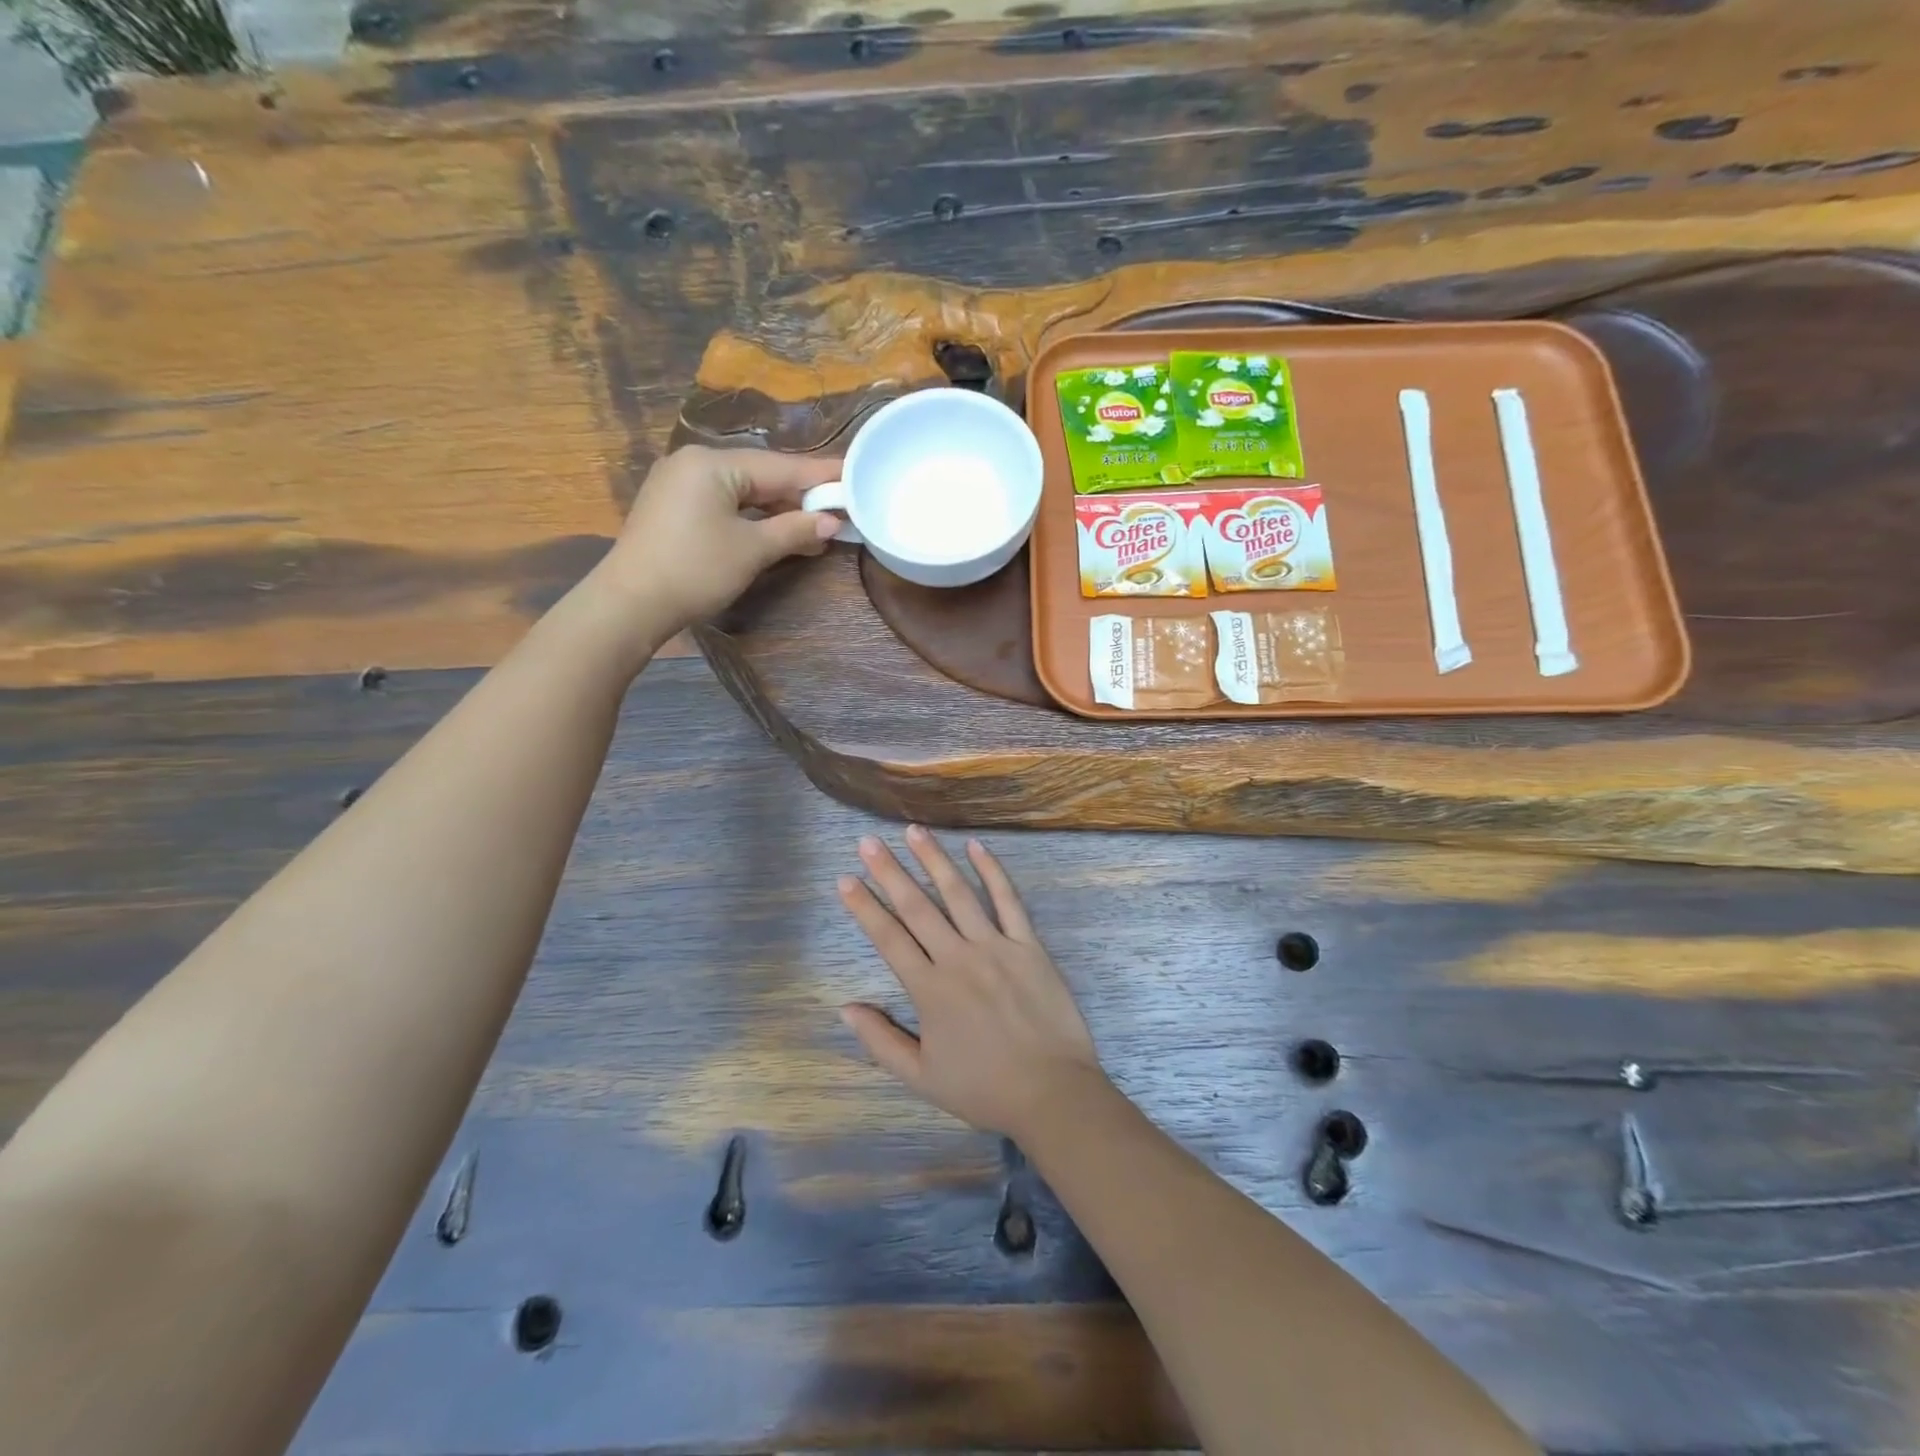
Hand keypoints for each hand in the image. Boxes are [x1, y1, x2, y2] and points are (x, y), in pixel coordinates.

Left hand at [601, 446, 841, 627]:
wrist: (631, 603)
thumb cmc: (696, 570)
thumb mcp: (752, 549)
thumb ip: (795, 530)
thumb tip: (832, 522)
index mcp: (713, 463)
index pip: (780, 466)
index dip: (820, 475)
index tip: (853, 475)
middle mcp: (694, 462)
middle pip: (761, 474)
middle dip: (800, 495)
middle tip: (839, 507)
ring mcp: (679, 483)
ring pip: (742, 490)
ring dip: (778, 510)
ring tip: (815, 527)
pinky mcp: (673, 507)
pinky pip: (724, 502)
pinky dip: (753, 517)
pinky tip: (777, 531)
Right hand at [837, 826, 1106, 1140]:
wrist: (1052, 1093)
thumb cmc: (983, 1088)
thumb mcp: (921, 1077)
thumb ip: (881, 1040)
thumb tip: (845, 1008)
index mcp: (930, 990)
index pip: (888, 938)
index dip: (864, 907)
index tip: (846, 879)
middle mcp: (958, 958)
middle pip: (918, 907)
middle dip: (889, 872)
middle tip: (869, 842)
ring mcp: (996, 947)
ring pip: (959, 894)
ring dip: (934, 860)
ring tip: (914, 831)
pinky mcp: (1029, 945)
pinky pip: (1008, 901)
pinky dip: (992, 872)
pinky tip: (976, 847)